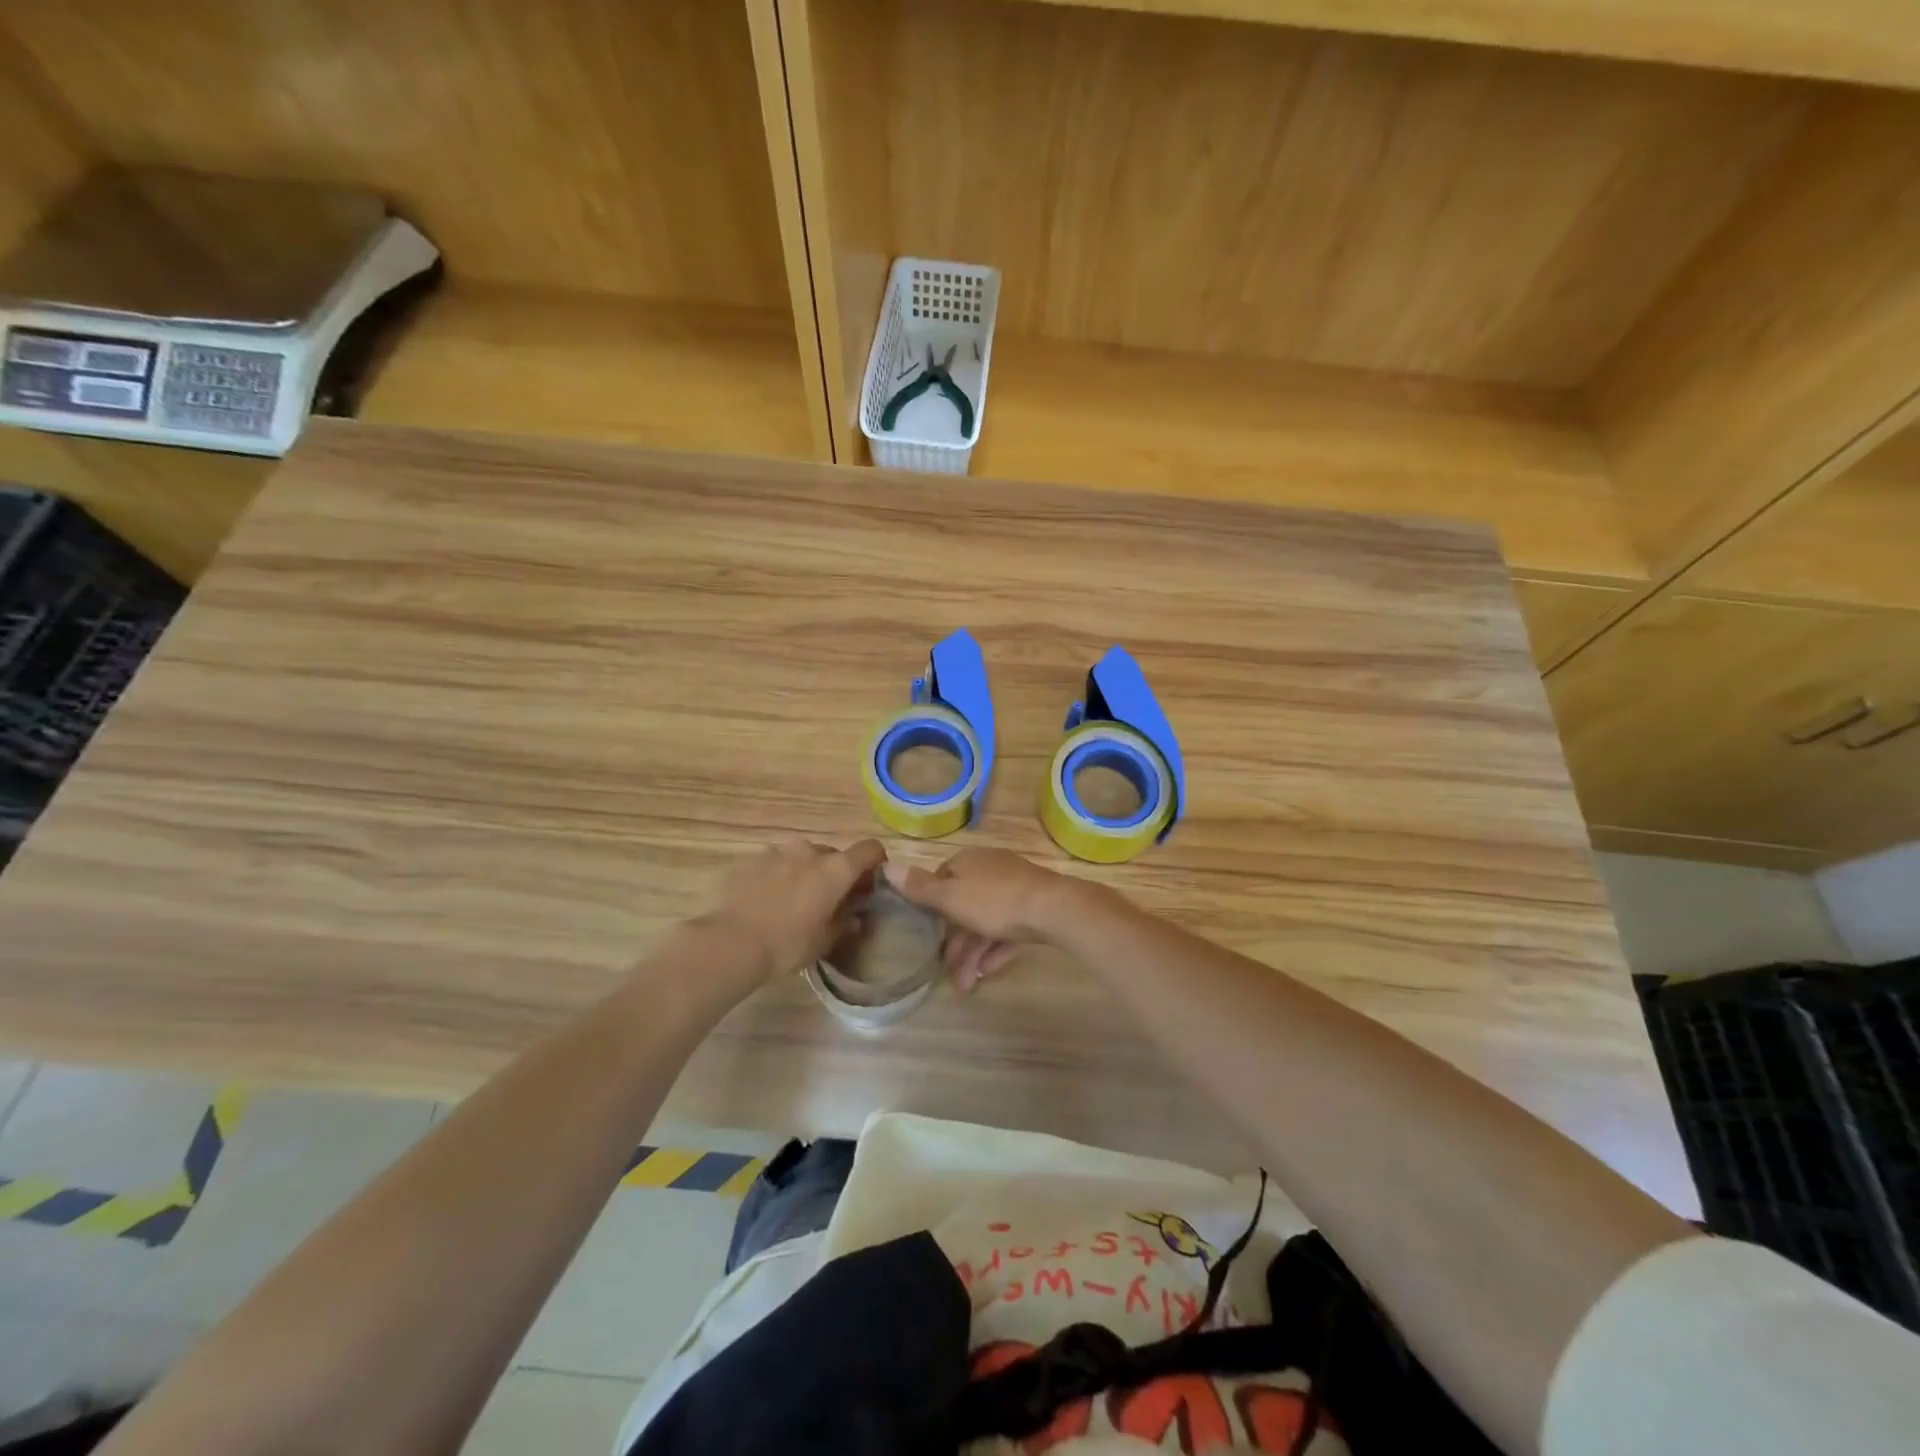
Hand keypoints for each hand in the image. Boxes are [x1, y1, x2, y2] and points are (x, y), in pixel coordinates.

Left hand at [698, 838, 886, 987]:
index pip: (869, 849)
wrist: (730, 943)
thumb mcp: (823, 942)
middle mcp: (810, 851)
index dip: (875, 863)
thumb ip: (843, 925)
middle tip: (828, 901)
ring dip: (804, 872)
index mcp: (836, 869)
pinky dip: (778, 875)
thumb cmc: (787, 945)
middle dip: (835, 873)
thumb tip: (853, 918)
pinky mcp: (750, 860)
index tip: (868, 884)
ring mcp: (777, 852)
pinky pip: (774, 863)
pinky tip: (766, 900)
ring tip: (793, 900)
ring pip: (802, 856)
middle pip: (833, 855)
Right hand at [882, 849, 1093, 992]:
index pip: (942, 880)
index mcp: (968, 862)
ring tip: (966, 986)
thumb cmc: (995, 901)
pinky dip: (996, 950)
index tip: (926, 935)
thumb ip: (919, 887)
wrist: (1054, 909)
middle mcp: (990, 870)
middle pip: (964, 906)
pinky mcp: (1034, 908)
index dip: (931, 907)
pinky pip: (1008, 930)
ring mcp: (1015, 888)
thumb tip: (886, 865)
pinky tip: (987, 973)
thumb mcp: (951, 897)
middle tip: (948, 974)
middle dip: (954, 942)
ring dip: (973, 953)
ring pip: (986, 922)